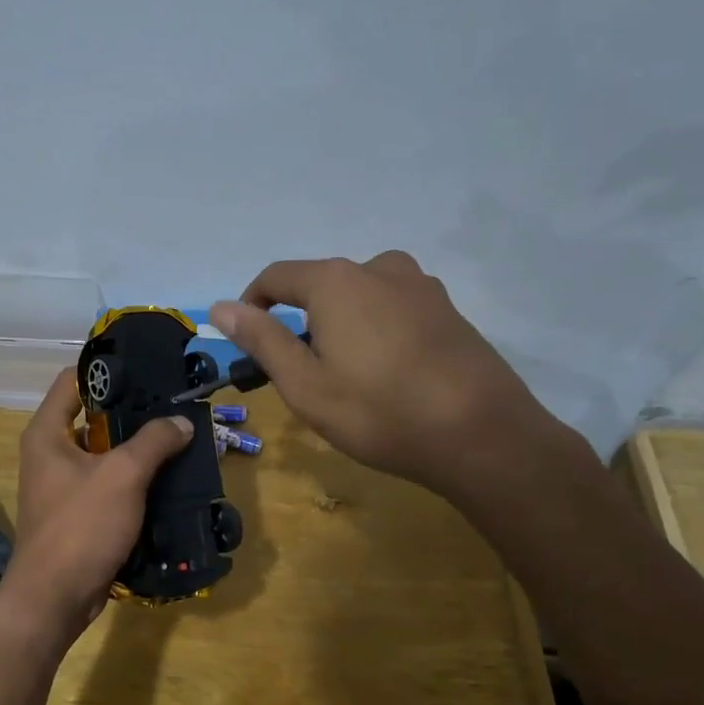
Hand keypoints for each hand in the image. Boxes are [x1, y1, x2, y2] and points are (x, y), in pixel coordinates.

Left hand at [0, 370, 193, 653]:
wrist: (54, 599)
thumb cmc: (80, 526)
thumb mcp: (122, 476)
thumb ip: (153, 441)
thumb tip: (182, 421)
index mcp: (46, 432)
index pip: (73, 380)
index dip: (107, 370)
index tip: (146, 368)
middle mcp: (50, 452)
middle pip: (93, 416)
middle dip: (132, 411)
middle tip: (173, 404)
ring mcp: (63, 484)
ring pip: (104, 452)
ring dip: (137, 447)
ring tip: (178, 436)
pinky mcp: (78, 511)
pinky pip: (109, 482)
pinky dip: (134, 477)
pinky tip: (168, 475)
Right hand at [210, 251, 567, 501]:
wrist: (483, 435)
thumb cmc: (380, 411)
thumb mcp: (305, 384)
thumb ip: (261, 339)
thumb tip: (220, 306)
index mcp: (336, 281)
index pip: (277, 277)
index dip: (252, 303)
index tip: (247, 338)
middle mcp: (379, 268)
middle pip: (321, 284)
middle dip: (301, 319)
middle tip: (300, 371)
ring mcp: (421, 287)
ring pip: (360, 295)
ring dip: (341, 323)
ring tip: (346, 373)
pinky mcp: (449, 310)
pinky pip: (394, 308)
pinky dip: (377, 329)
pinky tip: (388, 372)